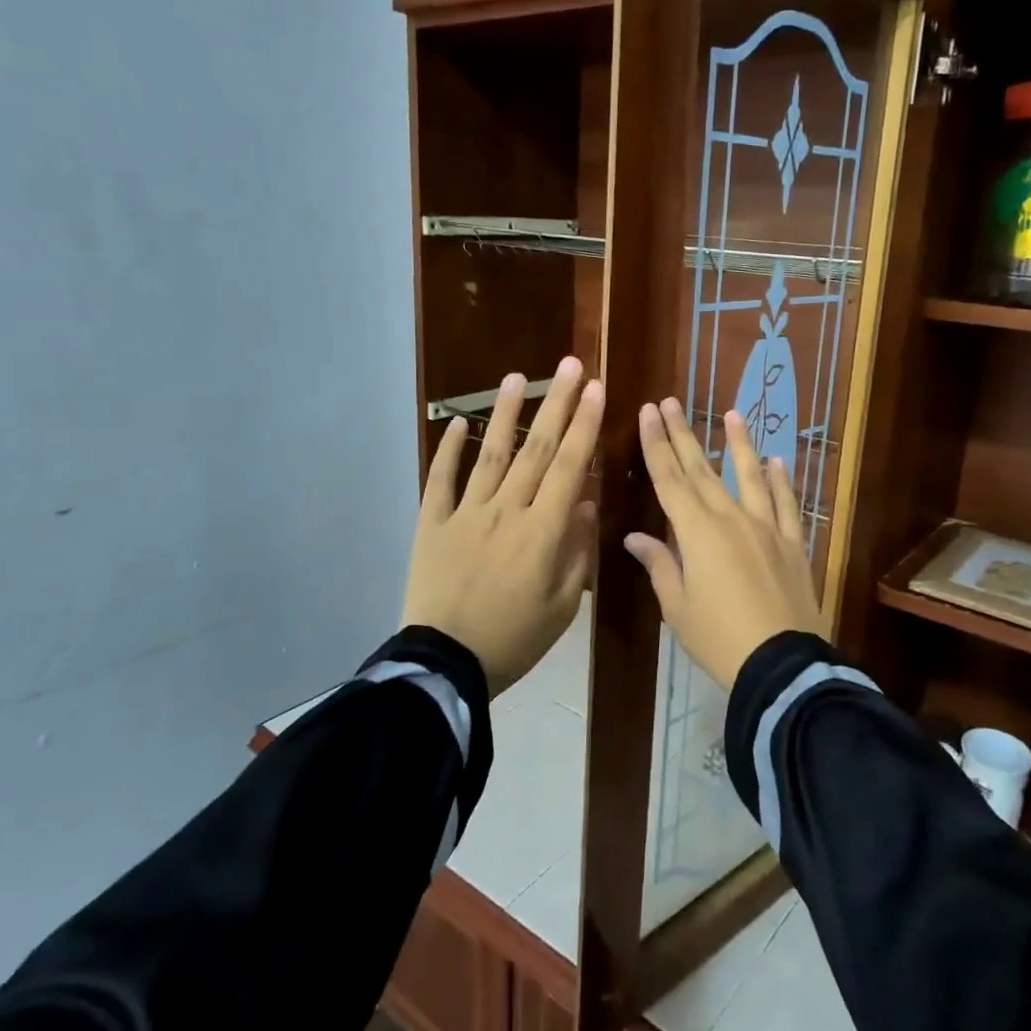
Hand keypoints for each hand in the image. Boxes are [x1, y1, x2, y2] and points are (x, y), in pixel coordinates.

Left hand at [401, 357, 601, 693]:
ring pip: (490, 454)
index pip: (569, 468)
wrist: (445, 664)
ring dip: (506, 414)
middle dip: (557, 405)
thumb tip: (587, 502)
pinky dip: (447, 450)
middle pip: (536, 450)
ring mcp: (465, 514)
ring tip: (518, 377)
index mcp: (542, 532)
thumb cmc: (514, 640)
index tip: (597, 390)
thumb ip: (577, 551)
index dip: (585, 426)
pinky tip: (456, 422)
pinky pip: (440, 480)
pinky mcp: (432, 524)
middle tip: (570, 365)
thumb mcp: (563, 606)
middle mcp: (506, 511)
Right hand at [624, 397, 822, 691]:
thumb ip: (659, 565)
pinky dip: (781, 481)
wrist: (781, 664)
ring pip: (749, 476)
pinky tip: (777, 461)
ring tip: (733, 414)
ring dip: (740, 444)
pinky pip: (786, 504)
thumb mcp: (677, 607)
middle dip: (684, 434)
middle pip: (702, 470)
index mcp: (697, 533)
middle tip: (672, 402)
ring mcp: (766, 528)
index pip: (670, 479)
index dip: (656, 445)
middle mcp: (731, 519)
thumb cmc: (719, 638)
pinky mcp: (792, 543)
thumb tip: (635, 537)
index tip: (649, 412)